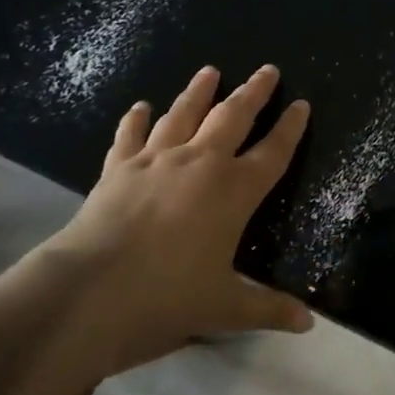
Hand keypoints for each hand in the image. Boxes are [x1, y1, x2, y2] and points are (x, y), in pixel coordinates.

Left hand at [9, 64, 314, 377]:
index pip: (274, 152)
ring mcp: (155, 162)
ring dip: (198, 91)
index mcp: (234, 191)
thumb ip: (268, 309)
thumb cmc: (166, 299)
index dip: (291, 128)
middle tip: (267, 70)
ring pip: (183, 115)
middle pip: (233, 117)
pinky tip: (140, 106)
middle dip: (253, 92)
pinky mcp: (117, 171)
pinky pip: (130, 137)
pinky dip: (136, 120)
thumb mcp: (224, 308)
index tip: (302, 104)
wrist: (85, 296)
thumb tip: (308, 324)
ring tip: (209, 71)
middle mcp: (200, 164)